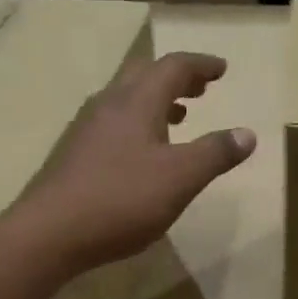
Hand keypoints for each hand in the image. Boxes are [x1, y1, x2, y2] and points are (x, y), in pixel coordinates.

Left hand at [12, 51, 255, 270]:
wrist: (50, 233)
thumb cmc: (121, 200)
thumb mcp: (180, 178)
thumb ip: (215, 154)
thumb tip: (247, 134)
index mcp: (137, 102)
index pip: (173, 67)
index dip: (200, 65)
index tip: (221, 70)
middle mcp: (109, 105)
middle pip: (144, 76)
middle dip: (176, 79)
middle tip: (200, 90)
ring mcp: (86, 130)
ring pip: (125, 100)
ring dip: (155, 102)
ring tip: (178, 118)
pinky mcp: (74, 155)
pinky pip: (113, 125)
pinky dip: (137, 126)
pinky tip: (141, 156)